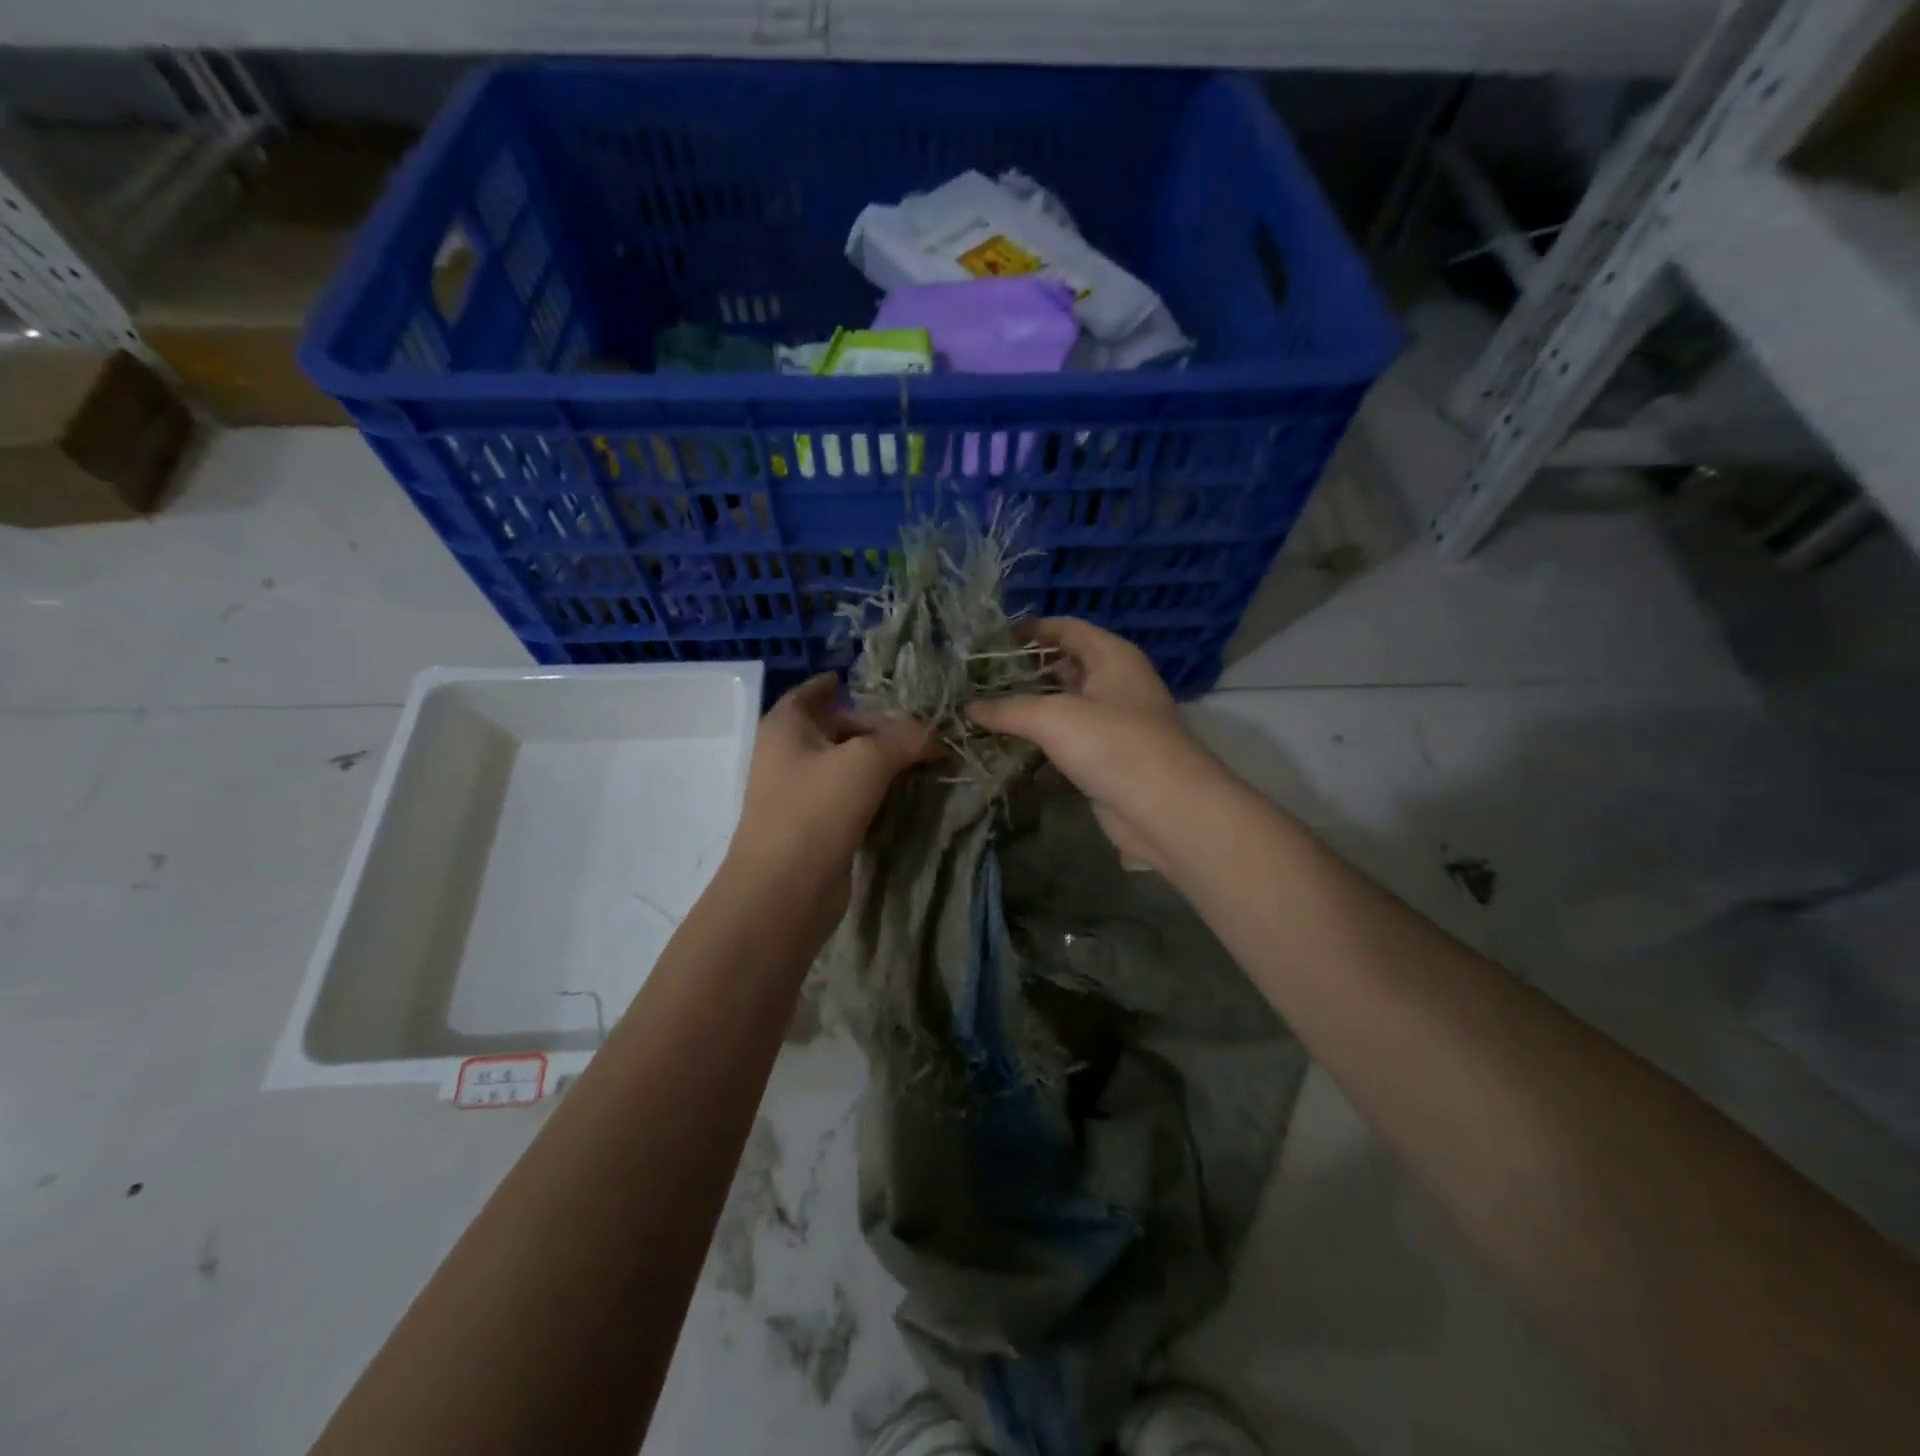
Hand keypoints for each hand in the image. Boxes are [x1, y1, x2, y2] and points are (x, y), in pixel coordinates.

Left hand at [724, 673, 937, 915]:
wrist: (786, 889)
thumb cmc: (817, 809)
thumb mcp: (867, 761)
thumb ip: (904, 739)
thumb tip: (937, 734)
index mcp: (787, 727)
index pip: (810, 693)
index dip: (833, 684)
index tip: (856, 679)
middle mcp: (787, 755)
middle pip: (834, 728)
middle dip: (874, 727)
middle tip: (917, 730)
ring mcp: (798, 794)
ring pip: (844, 765)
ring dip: (878, 761)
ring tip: (920, 758)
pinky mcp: (815, 827)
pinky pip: (848, 797)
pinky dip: (873, 791)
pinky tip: (903, 793)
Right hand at [968, 618, 1226, 872]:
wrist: (1166, 809)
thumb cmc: (1113, 744)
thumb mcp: (1053, 718)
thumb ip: (1008, 709)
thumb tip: (968, 707)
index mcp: (1111, 656)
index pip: (1065, 629)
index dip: (1028, 631)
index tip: (988, 643)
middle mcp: (1114, 683)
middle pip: (1063, 667)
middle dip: (1022, 674)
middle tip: (977, 682)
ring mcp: (1113, 723)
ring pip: (1063, 707)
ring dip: (1028, 711)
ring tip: (982, 713)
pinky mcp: (1106, 758)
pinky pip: (1067, 741)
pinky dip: (1040, 743)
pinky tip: (1007, 749)